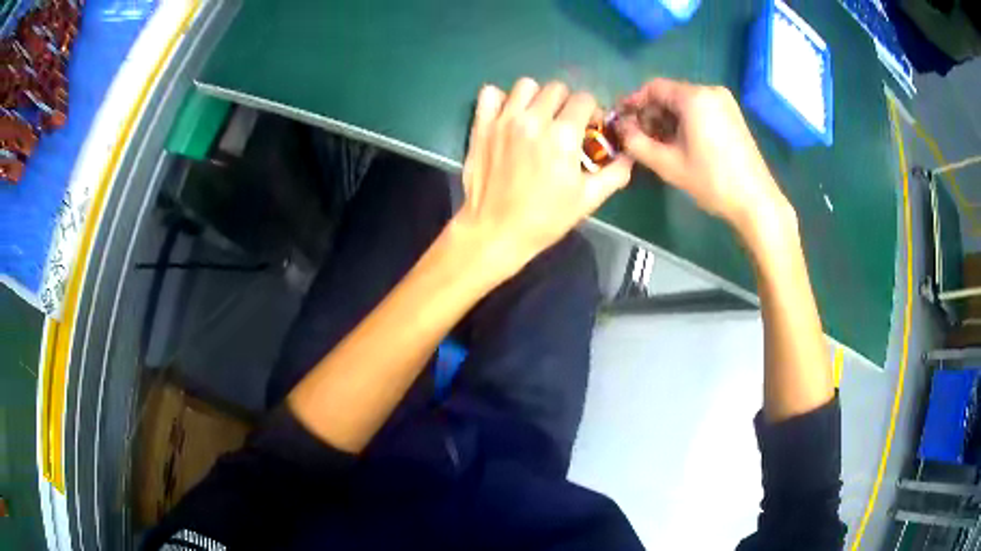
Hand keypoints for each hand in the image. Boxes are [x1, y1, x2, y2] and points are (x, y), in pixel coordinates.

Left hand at [454, 78, 632, 277]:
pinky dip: (501, 99)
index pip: (584, 99)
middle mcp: (533, 119)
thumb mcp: (588, 200)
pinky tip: (508, 116)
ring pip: (525, 85)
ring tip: (536, 117)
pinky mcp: (481, 125)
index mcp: (563, 135)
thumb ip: (614, 174)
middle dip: (566, 103)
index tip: (589, 128)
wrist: (496, 232)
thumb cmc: (545, 219)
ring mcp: (504, 120)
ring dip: (536, 97)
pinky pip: (490, 93)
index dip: (591, 111)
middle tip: (563, 124)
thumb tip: (629, 156)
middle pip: (556, 88)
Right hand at [619, 79, 791, 236]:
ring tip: (659, 144)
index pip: (654, 88)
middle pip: (670, 94)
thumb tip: (621, 129)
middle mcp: (710, 91)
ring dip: (668, 119)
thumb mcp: (668, 164)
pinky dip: (686, 122)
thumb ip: (636, 143)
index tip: (622, 121)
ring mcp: (725, 103)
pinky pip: (701, 110)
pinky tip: (681, 143)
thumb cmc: (712, 180)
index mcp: (694, 97)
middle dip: (651, 113)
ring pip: (685, 103)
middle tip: (639, 137)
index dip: (634, 102)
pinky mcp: (733, 116)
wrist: (755, 201)